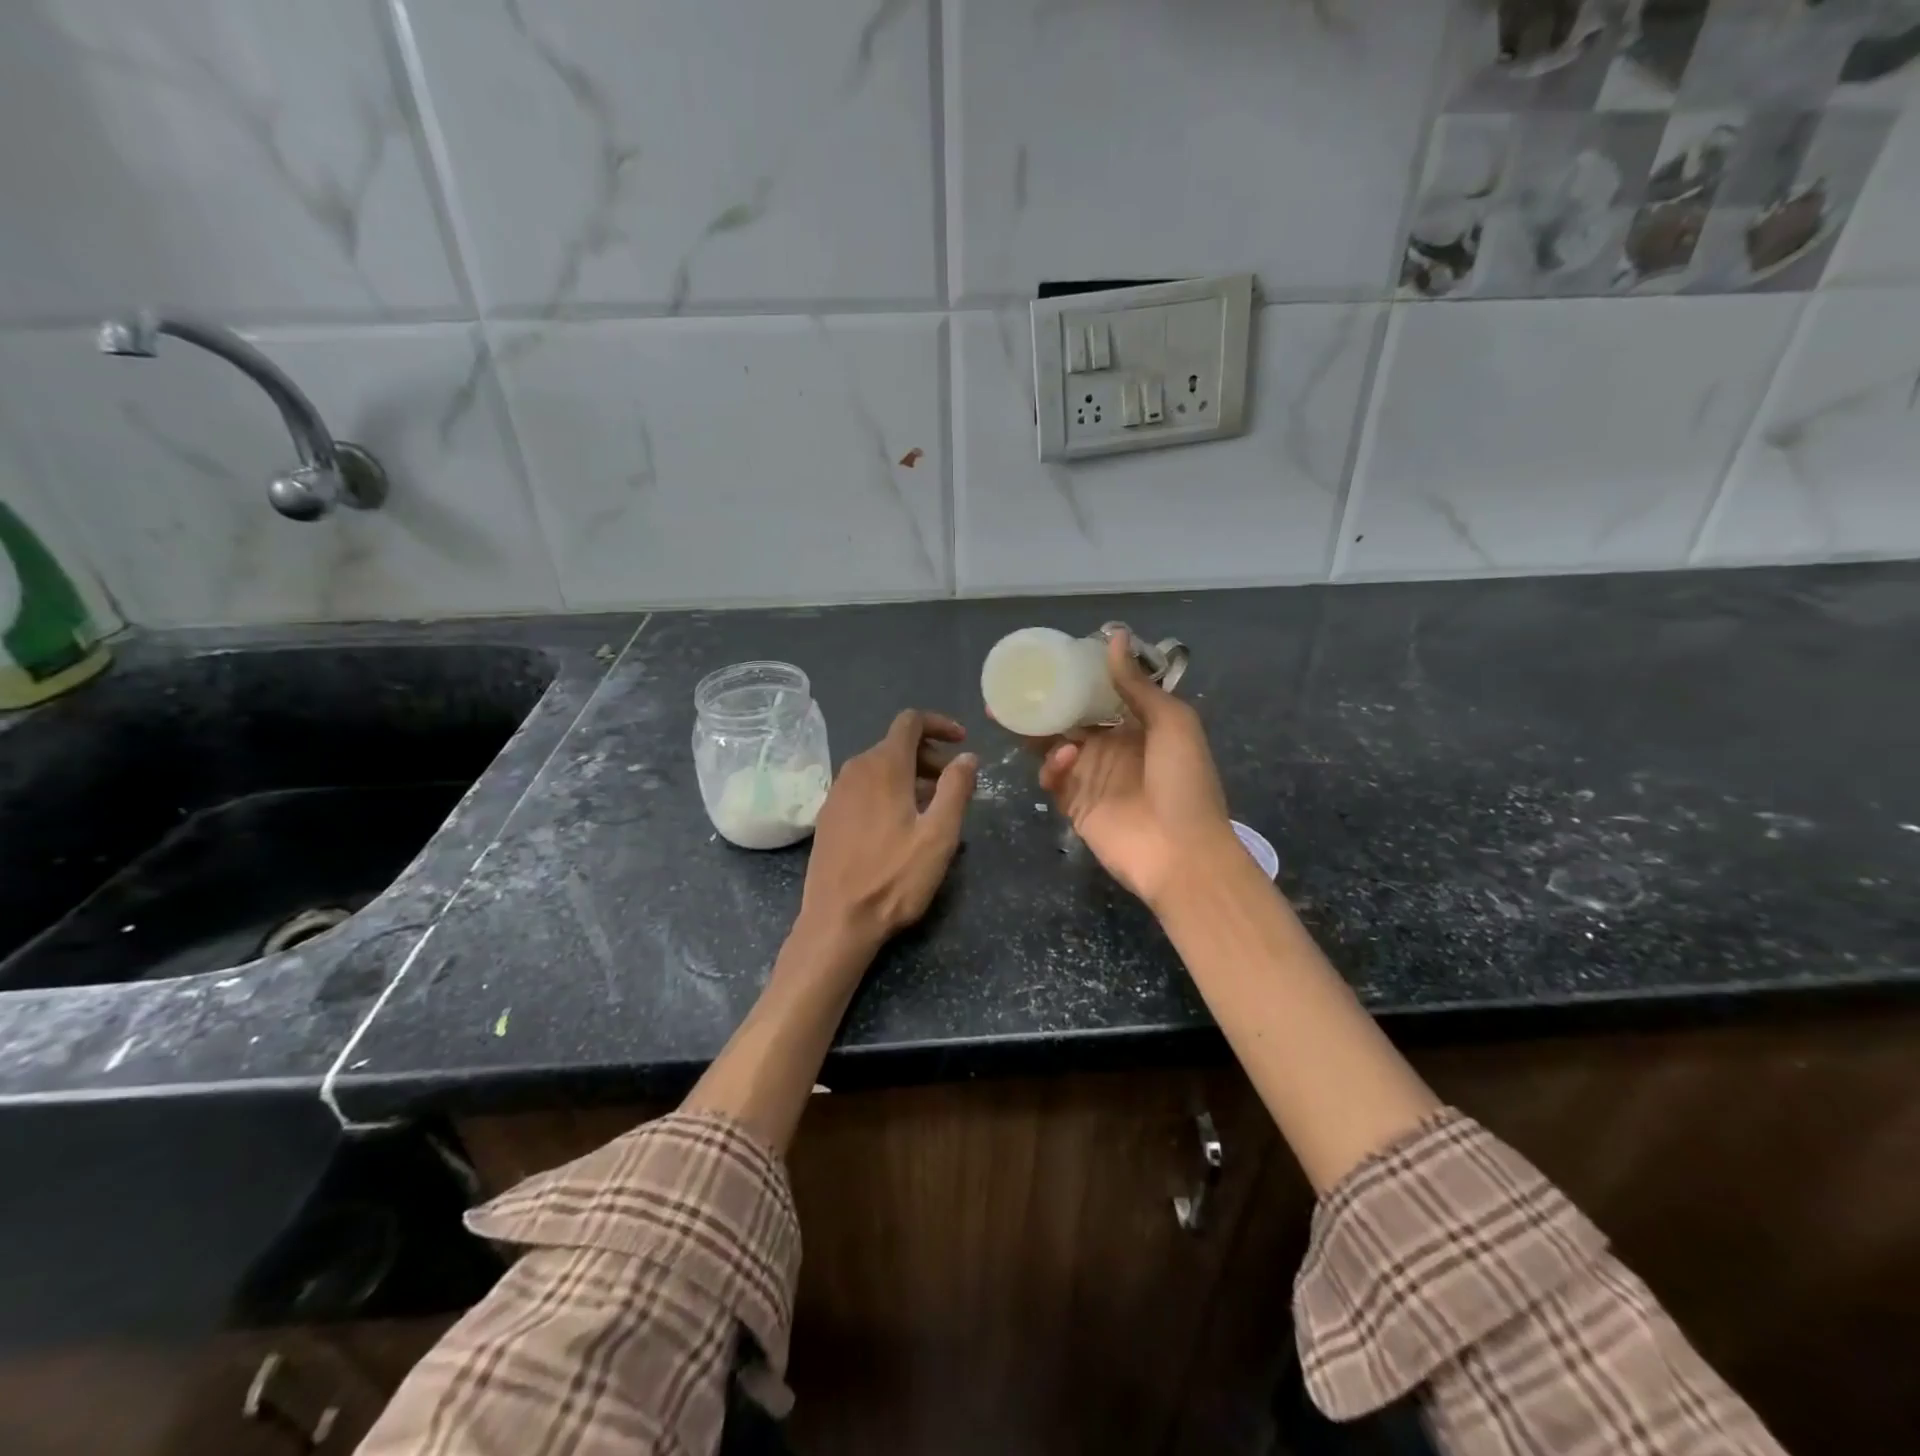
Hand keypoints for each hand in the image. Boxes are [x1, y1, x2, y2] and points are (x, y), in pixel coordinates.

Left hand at [800, 710, 976, 949]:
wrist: (837, 920)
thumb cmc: (894, 877)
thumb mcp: (939, 835)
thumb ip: (956, 788)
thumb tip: (967, 756)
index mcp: (883, 767)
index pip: (910, 721)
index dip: (939, 724)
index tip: (963, 742)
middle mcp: (855, 770)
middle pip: (896, 744)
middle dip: (929, 755)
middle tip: (955, 783)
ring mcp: (837, 793)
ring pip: (879, 767)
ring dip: (910, 775)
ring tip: (933, 806)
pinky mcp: (828, 816)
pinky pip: (863, 787)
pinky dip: (888, 790)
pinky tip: (901, 823)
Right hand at [1037, 633, 1235, 907]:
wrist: (1182, 853)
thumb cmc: (1184, 782)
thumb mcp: (1172, 723)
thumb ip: (1138, 684)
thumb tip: (1114, 636)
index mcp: (1137, 725)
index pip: (1099, 695)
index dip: (1075, 678)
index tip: (1048, 660)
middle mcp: (1111, 747)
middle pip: (1068, 719)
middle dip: (1041, 704)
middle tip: (1009, 690)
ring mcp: (1091, 777)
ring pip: (1052, 747)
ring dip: (1037, 733)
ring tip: (1015, 717)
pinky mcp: (1075, 805)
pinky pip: (1053, 780)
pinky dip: (1052, 767)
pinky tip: (1063, 761)